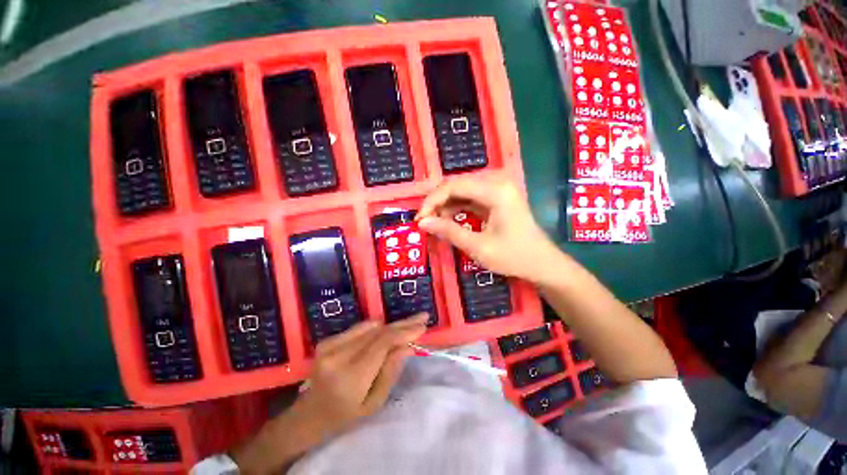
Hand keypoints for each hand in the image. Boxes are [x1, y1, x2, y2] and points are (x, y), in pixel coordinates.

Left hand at [296, 314, 427, 434]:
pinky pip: (360, 328)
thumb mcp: (374, 402)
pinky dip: (377, 328)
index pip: (383, 343)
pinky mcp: (327, 340)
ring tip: (408, 324)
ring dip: (391, 325)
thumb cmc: (345, 415)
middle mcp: (338, 355)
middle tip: (422, 317)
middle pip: (378, 331)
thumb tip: (408, 346)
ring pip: (370, 327)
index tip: (423, 326)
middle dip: (403, 323)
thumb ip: (391, 371)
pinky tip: (387, 331)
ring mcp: (330, 345)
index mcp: (350, 376)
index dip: (405, 331)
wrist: (310, 414)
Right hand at [417, 174, 559, 283]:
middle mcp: (497, 182)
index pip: (454, 186)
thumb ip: (449, 232)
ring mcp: (499, 188)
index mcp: (496, 190)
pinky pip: (470, 197)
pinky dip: (457, 207)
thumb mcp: (478, 247)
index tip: (419, 219)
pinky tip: (448, 218)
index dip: (432, 201)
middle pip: (457, 185)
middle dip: (437, 202)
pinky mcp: (497, 197)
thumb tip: (422, 223)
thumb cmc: (513, 257)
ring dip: (445, 204)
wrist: (542, 263)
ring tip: (434, 222)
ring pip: (462, 190)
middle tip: (424, 221)